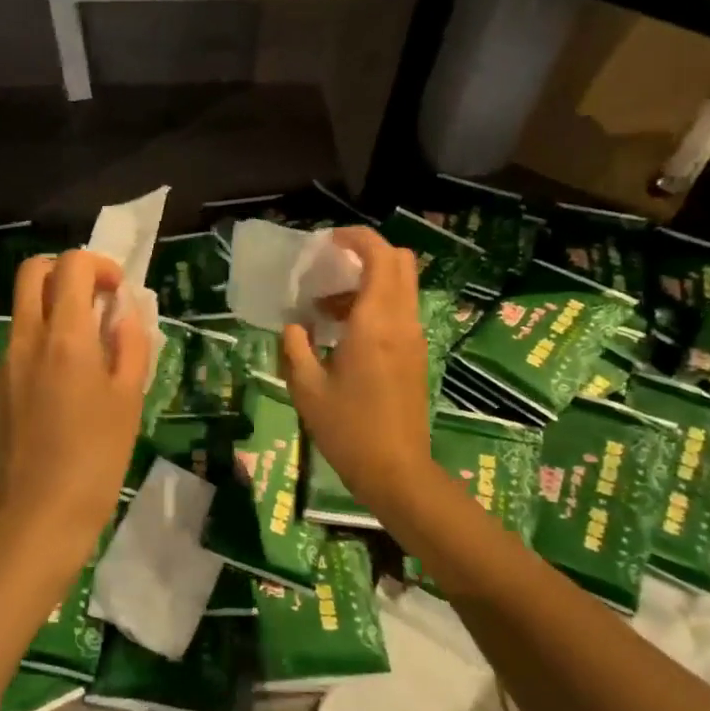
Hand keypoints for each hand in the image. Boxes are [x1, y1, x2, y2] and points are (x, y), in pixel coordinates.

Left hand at [0, 249, 147, 577]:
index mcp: (64, 336)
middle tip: (96, 302)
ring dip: (54, 305)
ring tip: (90, 345)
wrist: (38, 515)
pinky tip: (68, 380)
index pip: (71, 265)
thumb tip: (125, 312)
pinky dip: (43, 336)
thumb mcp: (128, 399)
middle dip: (66, 271)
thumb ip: (130, 345)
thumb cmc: (96, 457)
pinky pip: (20, 341)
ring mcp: (6, 362)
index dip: (99, 265)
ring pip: (23, 307)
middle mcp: (27, 338)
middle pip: (32, 272)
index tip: (119, 292)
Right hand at [281, 227, 435, 516]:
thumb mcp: (307, 390)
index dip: (356, 238)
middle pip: (400, 262)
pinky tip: (341, 335)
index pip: (379, 256)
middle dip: (366, 253)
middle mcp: (401, 322)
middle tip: (330, 266)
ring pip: (400, 288)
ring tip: (323, 309)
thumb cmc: (348, 430)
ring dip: (366, 283)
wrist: (397, 472)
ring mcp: (413, 339)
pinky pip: (398, 312)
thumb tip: (294, 326)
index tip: (326, 241)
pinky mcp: (415, 356)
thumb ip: (295, 348)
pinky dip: (374, 306)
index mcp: (374, 323)